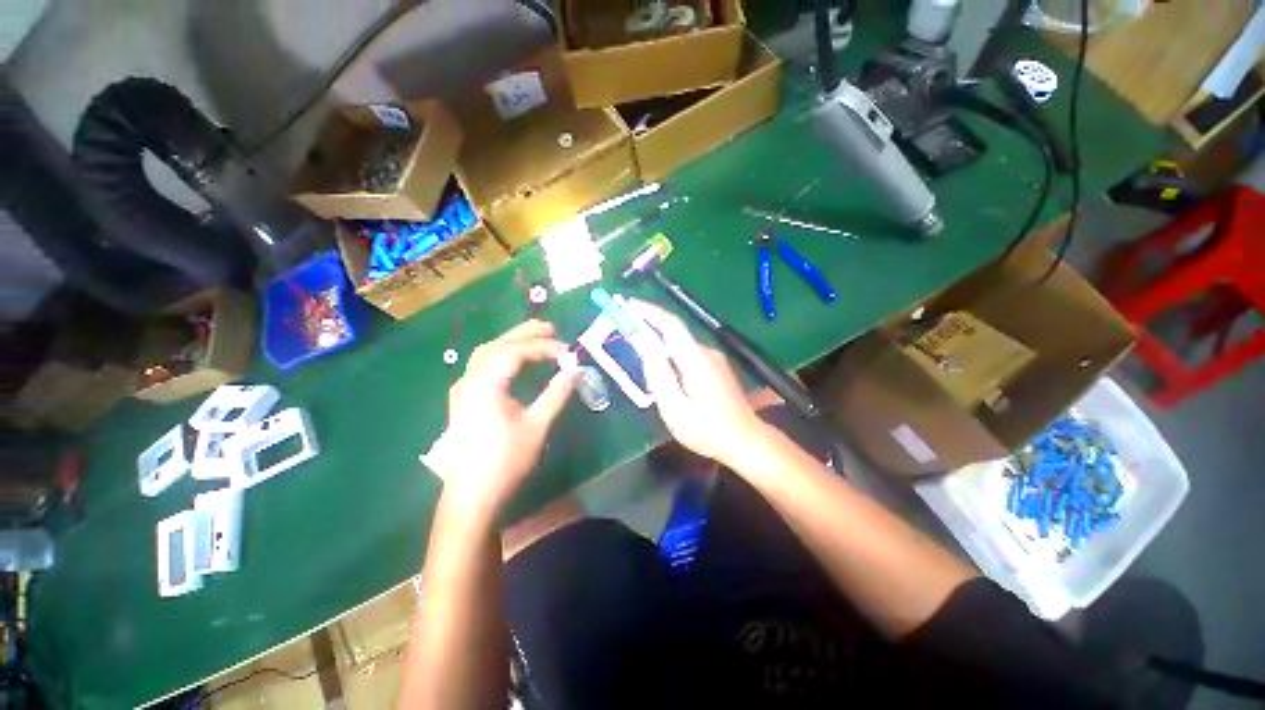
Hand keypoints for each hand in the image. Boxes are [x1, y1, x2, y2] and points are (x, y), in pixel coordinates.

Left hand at [432, 320, 576, 521]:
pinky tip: (513, 361)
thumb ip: (557, 394)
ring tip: (535, 337)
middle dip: (524, 333)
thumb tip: (577, 371)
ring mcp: (462, 389)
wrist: (471, 495)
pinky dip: (501, 355)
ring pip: (486, 353)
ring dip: (511, 342)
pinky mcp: (463, 399)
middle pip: (497, 345)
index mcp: (485, 384)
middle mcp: (469, 380)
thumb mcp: (537, 425)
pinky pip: (482, 365)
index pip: (515, 353)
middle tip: (550, 327)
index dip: (543, 347)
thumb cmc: (505, 460)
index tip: (566, 352)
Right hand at [624, 300, 766, 466]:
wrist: (745, 440)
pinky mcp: (715, 366)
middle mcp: (706, 352)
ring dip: (658, 342)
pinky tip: (662, 370)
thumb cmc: (707, 430)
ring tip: (638, 352)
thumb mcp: (675, 409)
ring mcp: (713, 358)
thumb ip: (659, 377)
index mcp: (696, 360)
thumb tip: (646, 350)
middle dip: (648, 326)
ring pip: (679, 344)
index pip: (670, 325)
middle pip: (673, 332)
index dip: (648, 312)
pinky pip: (686, 353)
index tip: (627, 305)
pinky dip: (669, 353)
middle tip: (624, 329)